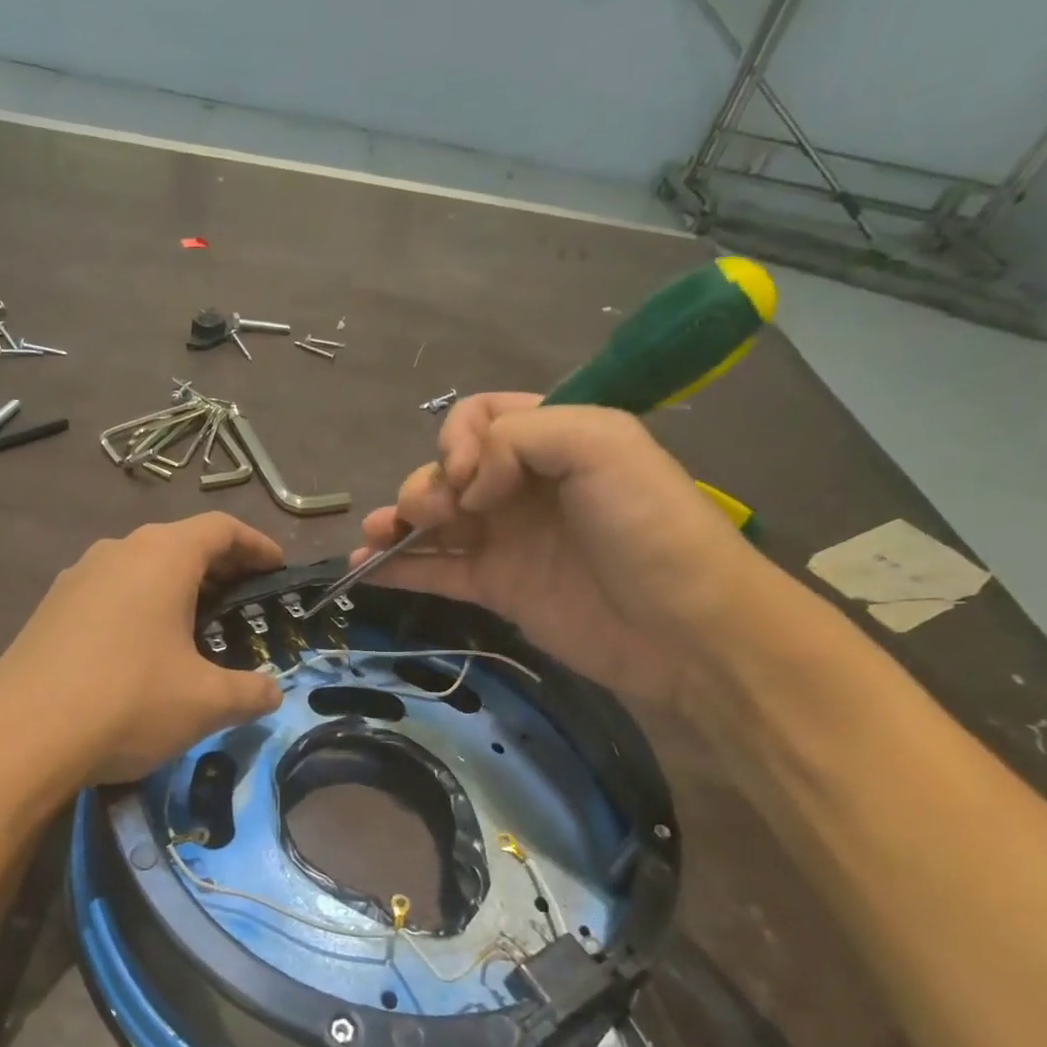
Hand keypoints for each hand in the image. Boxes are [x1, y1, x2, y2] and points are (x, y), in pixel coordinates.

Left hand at [0, 514, 284, 783]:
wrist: (18, 737)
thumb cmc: (128, 701)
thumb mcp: (205, 702)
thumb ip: (250, 692)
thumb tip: (272, 693)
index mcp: (162, 556)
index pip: (221, 529)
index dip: (256, 545)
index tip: (278, 568)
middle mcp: (117, 552)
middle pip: (180, 543)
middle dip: (218, 568)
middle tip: (243, 601)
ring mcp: (76, 578)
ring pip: (140, 567)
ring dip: (175, 588)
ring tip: (195, 626)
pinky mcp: (50, 609)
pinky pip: (109, 593)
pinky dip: (139, 607)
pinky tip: (142, 650)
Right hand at [355, 394, 768, 709]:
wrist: (682, 629)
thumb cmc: (647, 527)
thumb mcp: (600, 444)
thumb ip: (520, 436)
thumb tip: (467, 486)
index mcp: (551, 439)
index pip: (480, 416)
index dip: (460, 439)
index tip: (470, 475)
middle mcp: (523, 485)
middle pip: (448, 469)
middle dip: (428, 484)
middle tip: (437, 513)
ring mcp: (506, 539)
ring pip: (434, 520)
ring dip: (396, 520)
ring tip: (375, 536)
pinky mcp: (496, 588)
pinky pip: (435, 571)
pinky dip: (397, 567)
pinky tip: (364, 569)